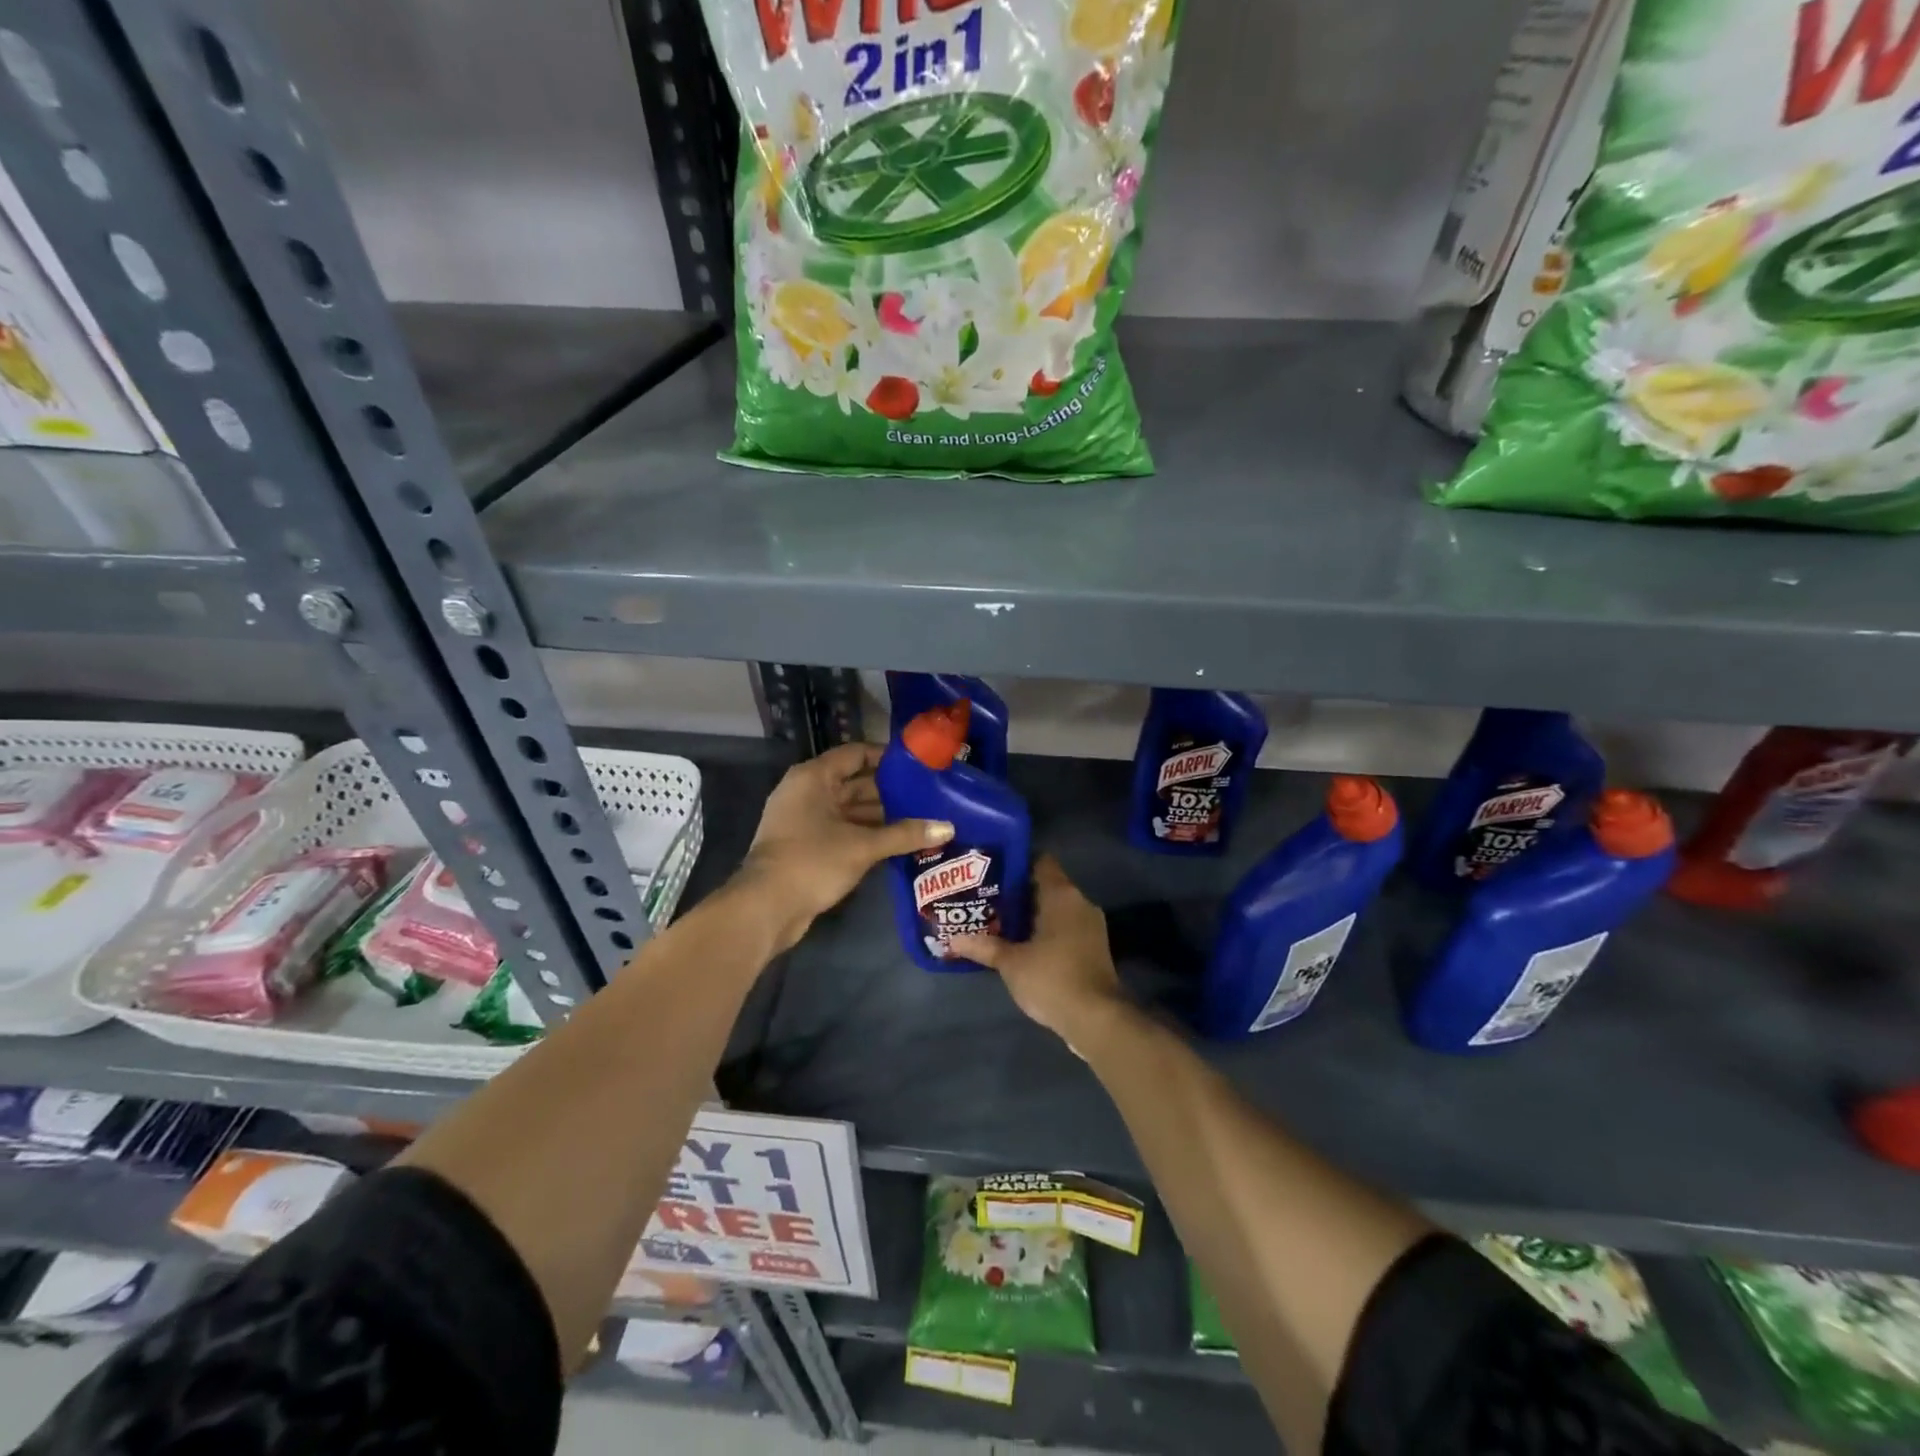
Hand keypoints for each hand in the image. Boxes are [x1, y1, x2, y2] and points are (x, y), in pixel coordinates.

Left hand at [738, 742, 951, 951]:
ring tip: (922, 818)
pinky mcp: (808, 846)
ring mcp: (805, 820)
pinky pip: (844, 830)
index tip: (919, 764)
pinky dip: (868, 834)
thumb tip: (947, 827)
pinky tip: (899, 842)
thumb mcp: (863, 846)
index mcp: (814, 778)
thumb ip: (905, 834)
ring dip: (882, 815)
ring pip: (851, 810)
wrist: (766, 908)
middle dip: (890, 791)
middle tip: (929, 795)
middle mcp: (807, 792)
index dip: (887, 757)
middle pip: (855, 782)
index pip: (855, 754)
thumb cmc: (812, 862)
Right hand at [951, 856, 1125, 1042]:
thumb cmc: (1052, 978)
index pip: (1040, 861)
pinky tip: (1022, 945)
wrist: (1097, 1019)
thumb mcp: (1011, 963)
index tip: (991, 871)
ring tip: (998, 921)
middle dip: (1017, 893)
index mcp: (1062, 895)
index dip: (1015, 863)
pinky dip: (1045, 931)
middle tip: (986, 898)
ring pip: (1055, 909)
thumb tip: (952, 939)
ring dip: (1031, 915)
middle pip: (1046, 886)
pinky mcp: (1093, 947)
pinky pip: (1064, 927)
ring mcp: (1090, 926)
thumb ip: (983, 946)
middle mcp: (1080, 902)